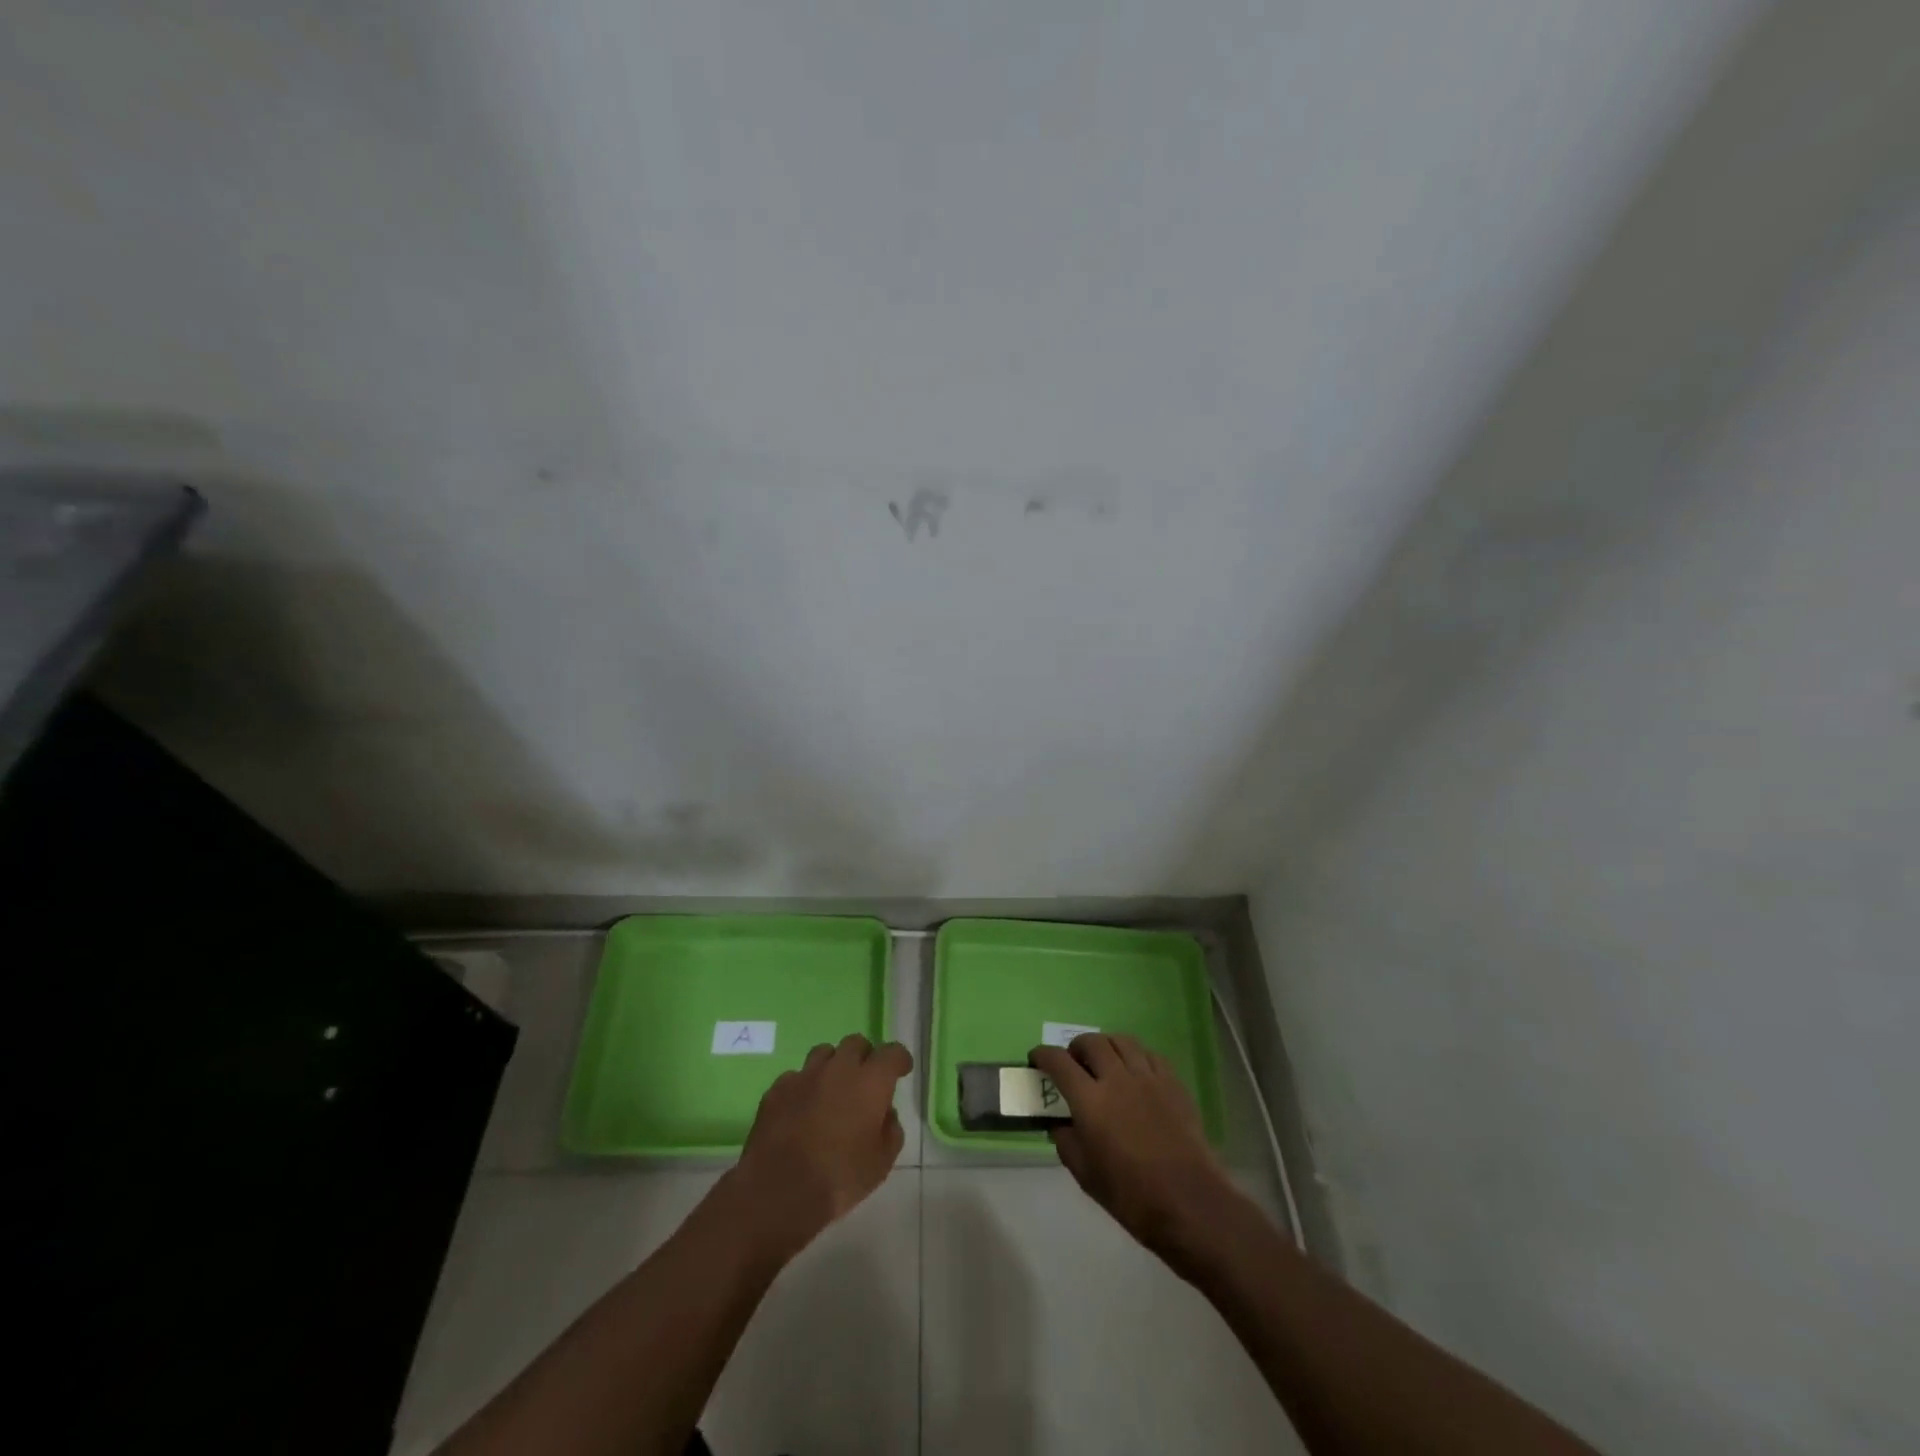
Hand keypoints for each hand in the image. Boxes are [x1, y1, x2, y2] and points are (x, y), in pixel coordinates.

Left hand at [727, 1034, 912, 1258]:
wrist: (779, 1191)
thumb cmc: (839, 1178)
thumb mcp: (881, 1163)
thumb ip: (891, 1131)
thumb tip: (886, 1113)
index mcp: (870, 1082)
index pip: (892, 1053)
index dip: (899, 1059)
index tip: (902, 1070)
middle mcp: (838, 1068)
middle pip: (856, 1043)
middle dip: (865, 1057)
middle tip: (865, 1080)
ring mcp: (804, 1075)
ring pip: (824, 1053)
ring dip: (833, 1066)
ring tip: (832, 1090)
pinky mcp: (777, 1089)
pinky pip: (796, 1077)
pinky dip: (804, 1087)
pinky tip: (802, 1109)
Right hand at [1030, 1033, 1235, 1256]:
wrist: (1189, 1202)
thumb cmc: (1131, 1195)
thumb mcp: (1085, 1176)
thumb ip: (1066, 1142)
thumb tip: (1061, 1124)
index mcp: (1090, 1100)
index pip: (1058, 1062)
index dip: (1043, 1055)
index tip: (1036, 1059)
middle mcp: (1117, 1078)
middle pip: (1091, 1042)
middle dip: (1076, 1048)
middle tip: (1073, 1063)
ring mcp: (1147, 1077)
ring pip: (1121, 1041)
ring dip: (1106, 1046)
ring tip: (1104, 1061)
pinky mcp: (1173, 1083)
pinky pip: (1149, 1055)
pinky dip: (1135, 1056)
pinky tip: (1135, 1072)